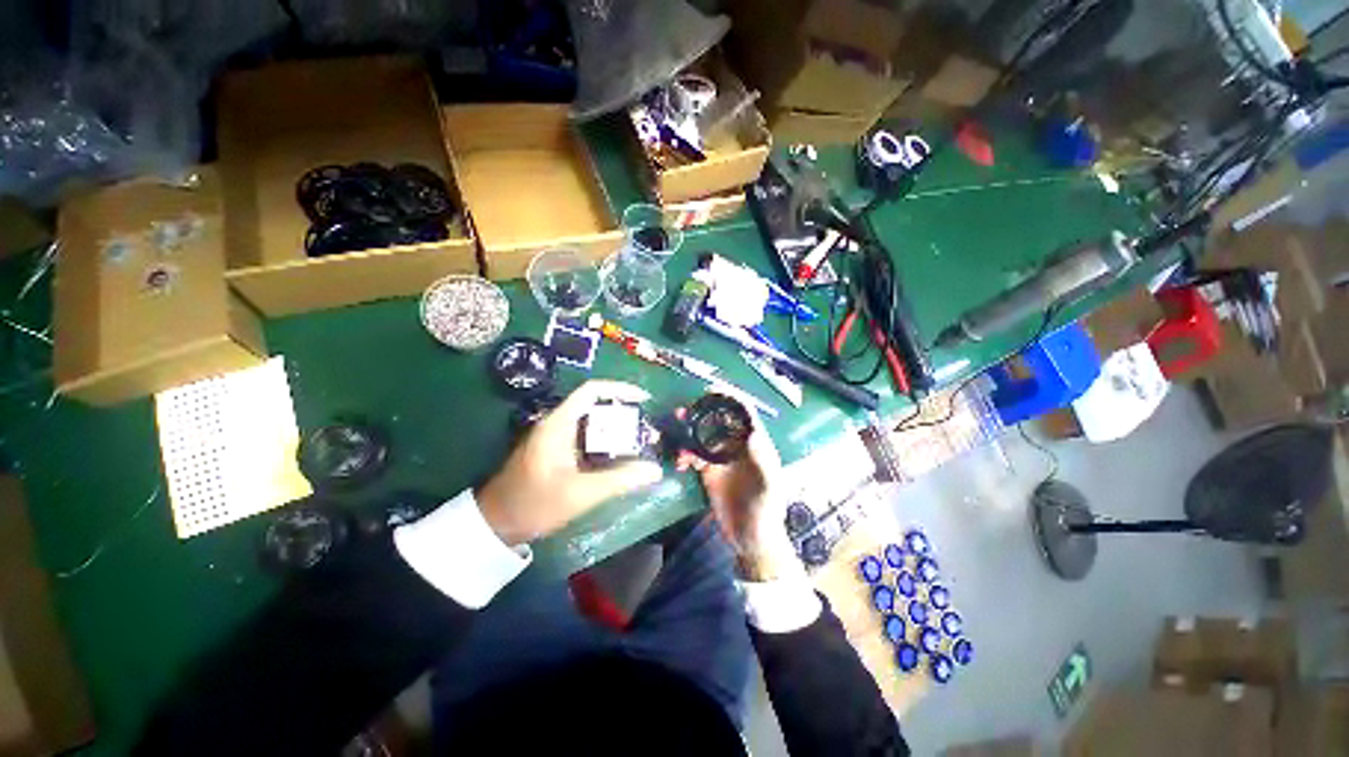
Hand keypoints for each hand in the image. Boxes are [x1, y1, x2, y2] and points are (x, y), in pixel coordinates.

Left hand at [478, 381, 662, 544]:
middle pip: (596, 406)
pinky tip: (621, 457)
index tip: (645, 400)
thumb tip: (655, 470)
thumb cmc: (534, 504)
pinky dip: (607, 442)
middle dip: (625, 414)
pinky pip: (588, 438)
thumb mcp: (580, 493)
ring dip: (617, 429)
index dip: (620, 390)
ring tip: (641, 443)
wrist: (496, 525)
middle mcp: (558, 424)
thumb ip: (619, 480)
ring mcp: (557, 437)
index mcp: (558, 424)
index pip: (591, 391)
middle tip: (647, 430)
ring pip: (593, 423)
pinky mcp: (558, 451)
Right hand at [676, 410, 798, 581]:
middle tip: (683, 410)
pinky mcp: (708, 472)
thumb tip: (755, 433)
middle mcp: (737, 446)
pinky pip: (693, 456)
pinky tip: (679, 461)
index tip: (711, 390)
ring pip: (702, 436)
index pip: (744, 414)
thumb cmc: (766, 510)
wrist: (750, 538)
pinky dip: (684, 454)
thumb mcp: (768, 486)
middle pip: (718, 420)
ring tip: (675, 430)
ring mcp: (721, 458)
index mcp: (756, 443)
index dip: (730, 399)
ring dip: (688, 431)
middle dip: (701, 412)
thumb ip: (763, 461)